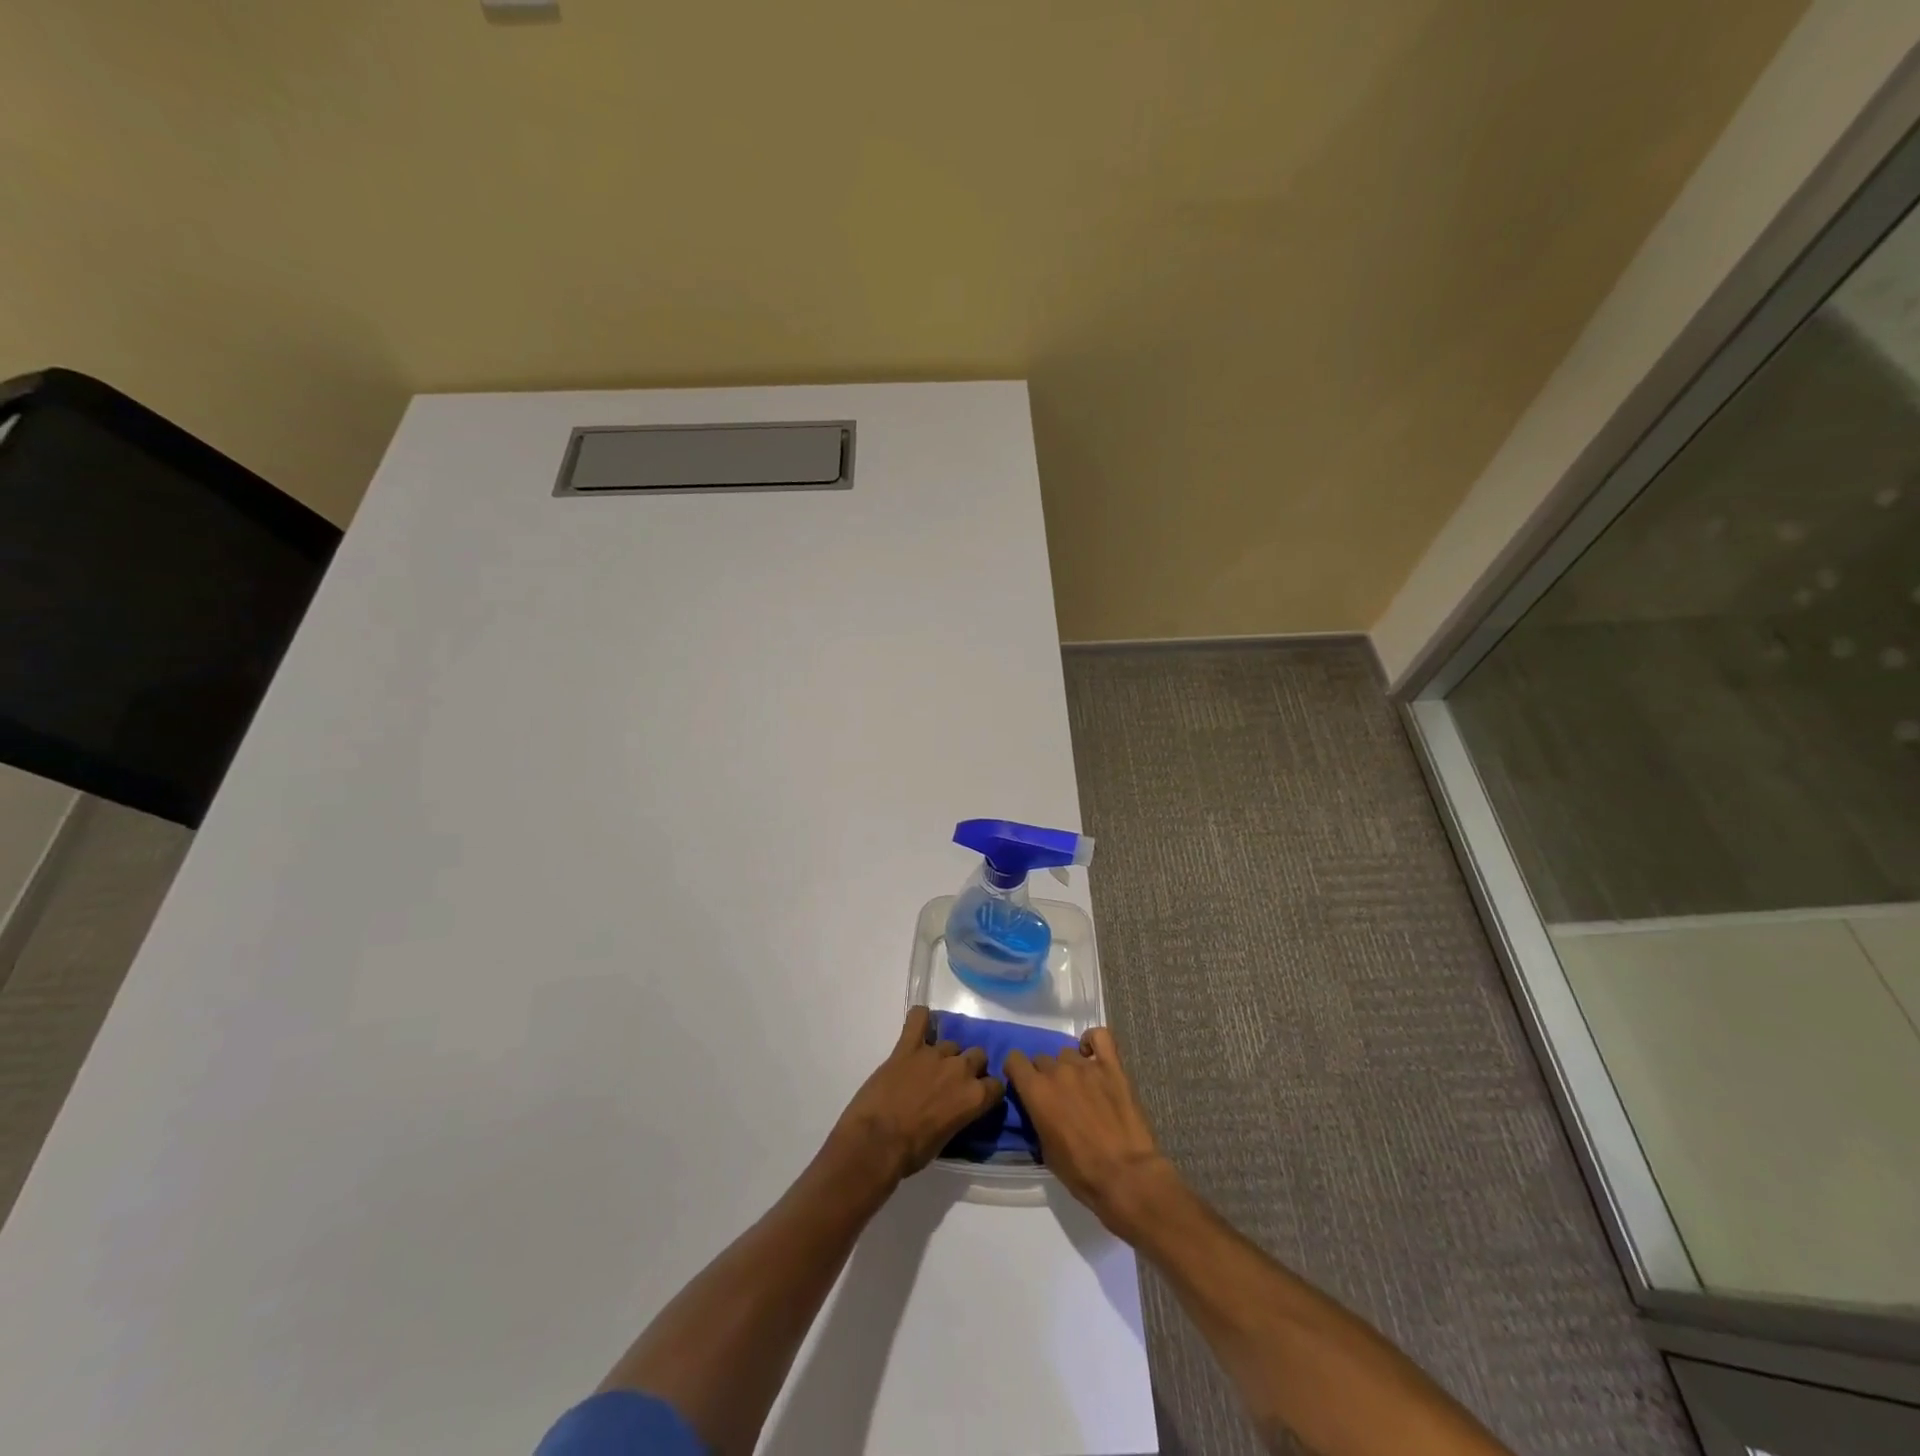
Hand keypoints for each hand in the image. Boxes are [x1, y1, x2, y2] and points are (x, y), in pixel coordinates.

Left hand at [829, 1006, 1003, 1184]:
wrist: (876, 1142)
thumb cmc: (912, 1152)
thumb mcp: (947, 1139)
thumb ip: (959, 1113)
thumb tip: (957, 1107)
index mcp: (974, 1097)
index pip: (996, 1085)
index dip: (987, 1091)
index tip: (978, 1096)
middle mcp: (960, 1069)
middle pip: (978, 1055)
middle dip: (970, 1066)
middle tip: (952, 1081)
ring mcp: (934, 1053)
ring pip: (951, 1043)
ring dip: (945, 1054)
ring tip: (930, 1067)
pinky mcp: (907, 1046)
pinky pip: (918, 1019)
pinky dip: (920, 1018)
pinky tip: (919, 1023)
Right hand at [1004, 1026, 1179, 1241]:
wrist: (1126, 1176)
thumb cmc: (1081, 1173)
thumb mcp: (1045, 1151)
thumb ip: (1038, 1119)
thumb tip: (1040, 1109)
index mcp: (1036, 1091)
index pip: (1014, 1060)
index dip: (1017, 1072)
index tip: (1023, 1085)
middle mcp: (1057, 1071)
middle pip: (1042, 1059)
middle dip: (1045, 1076)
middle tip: (1057, 1098)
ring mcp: (1086, 1065)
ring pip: (1067, 1053)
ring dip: (1068, 1068)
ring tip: (1080, 1087)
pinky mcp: (1112, 1066)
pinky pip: (1100, 1037)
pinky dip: (1093, 1041)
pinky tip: (1092, 1055)